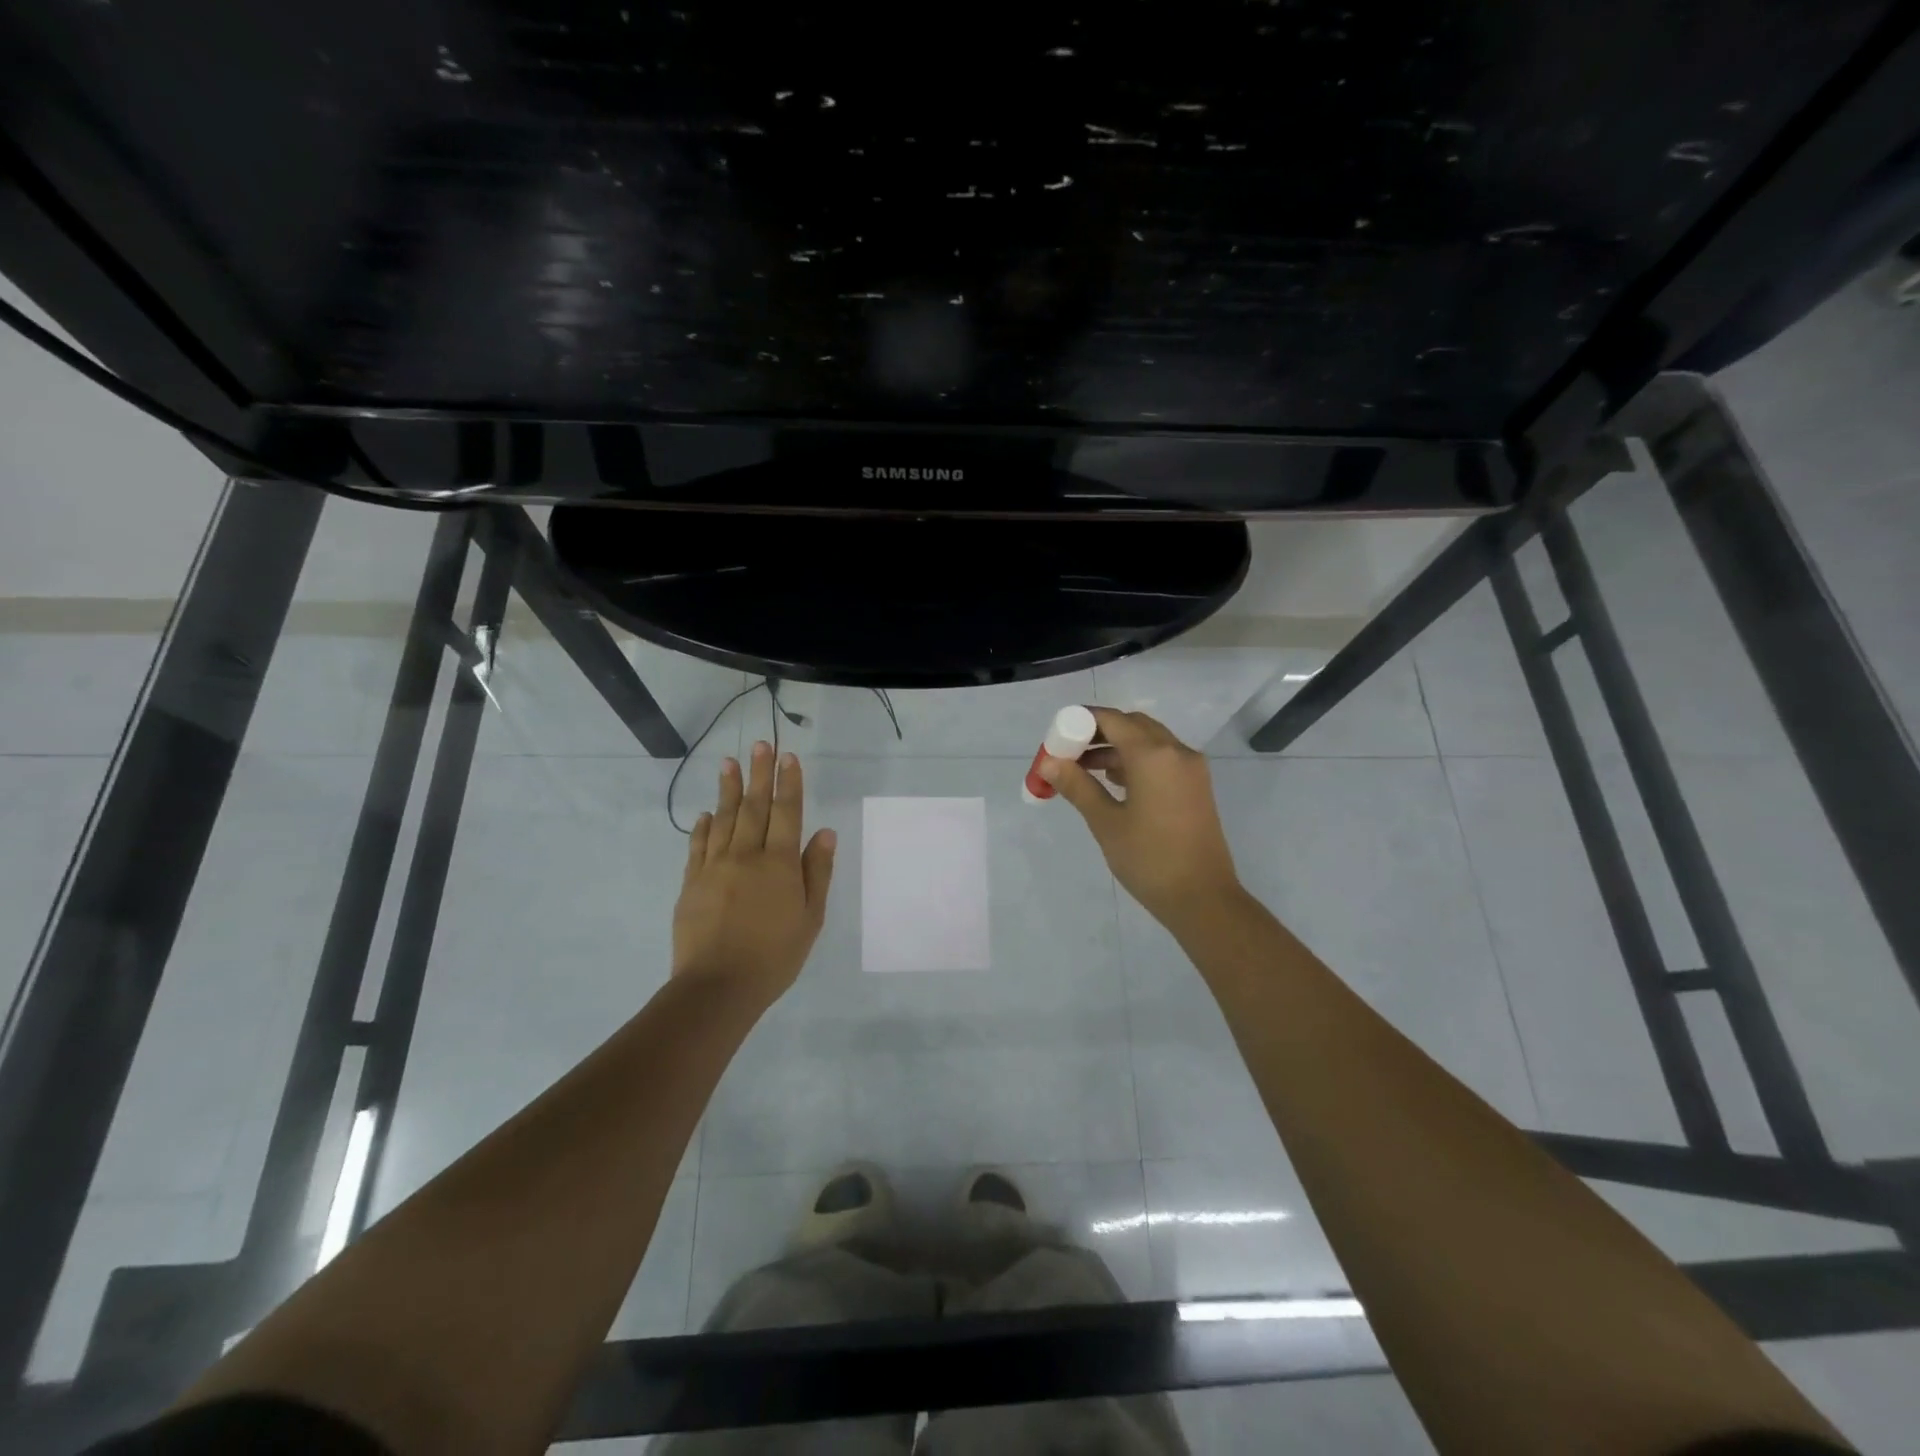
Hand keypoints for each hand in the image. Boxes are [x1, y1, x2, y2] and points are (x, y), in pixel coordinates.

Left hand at [673, 741, 836, 1003]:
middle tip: (760, 744)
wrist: (718, 987)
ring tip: (728, 762)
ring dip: (727, 789)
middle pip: (753, 806)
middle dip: (758, 773)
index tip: (788, 757)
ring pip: (723, 819)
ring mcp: (715, 867)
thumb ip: (816, 873)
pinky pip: (698, 845)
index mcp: (779, 864)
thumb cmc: (774, 956)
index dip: (788, 783)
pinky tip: (706, 813)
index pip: (786, 813)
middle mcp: (746, 856)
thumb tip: (824, 833)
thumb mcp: (810, 919)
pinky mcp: (692, 882)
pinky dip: (703, 826)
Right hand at [1039, 707, 1244, 933]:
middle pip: (1132, 725)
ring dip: (1116, 747)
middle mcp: (1177, 752)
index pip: (1112, 720)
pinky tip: (1113, 782)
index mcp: (1153, 755)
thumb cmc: (1149, 859)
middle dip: (1098, 732)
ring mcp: (1191, 768)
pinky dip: (1136, 760)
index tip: (1057, 736)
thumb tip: (1048, 763)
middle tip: (1068, 751)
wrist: (1203, 898)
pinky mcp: (1196, 786)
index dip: (1081, 721)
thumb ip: (1077, 786)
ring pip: (1148, 741)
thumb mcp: (1106, 822)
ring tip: (1082, 769)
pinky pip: (1162, 758)